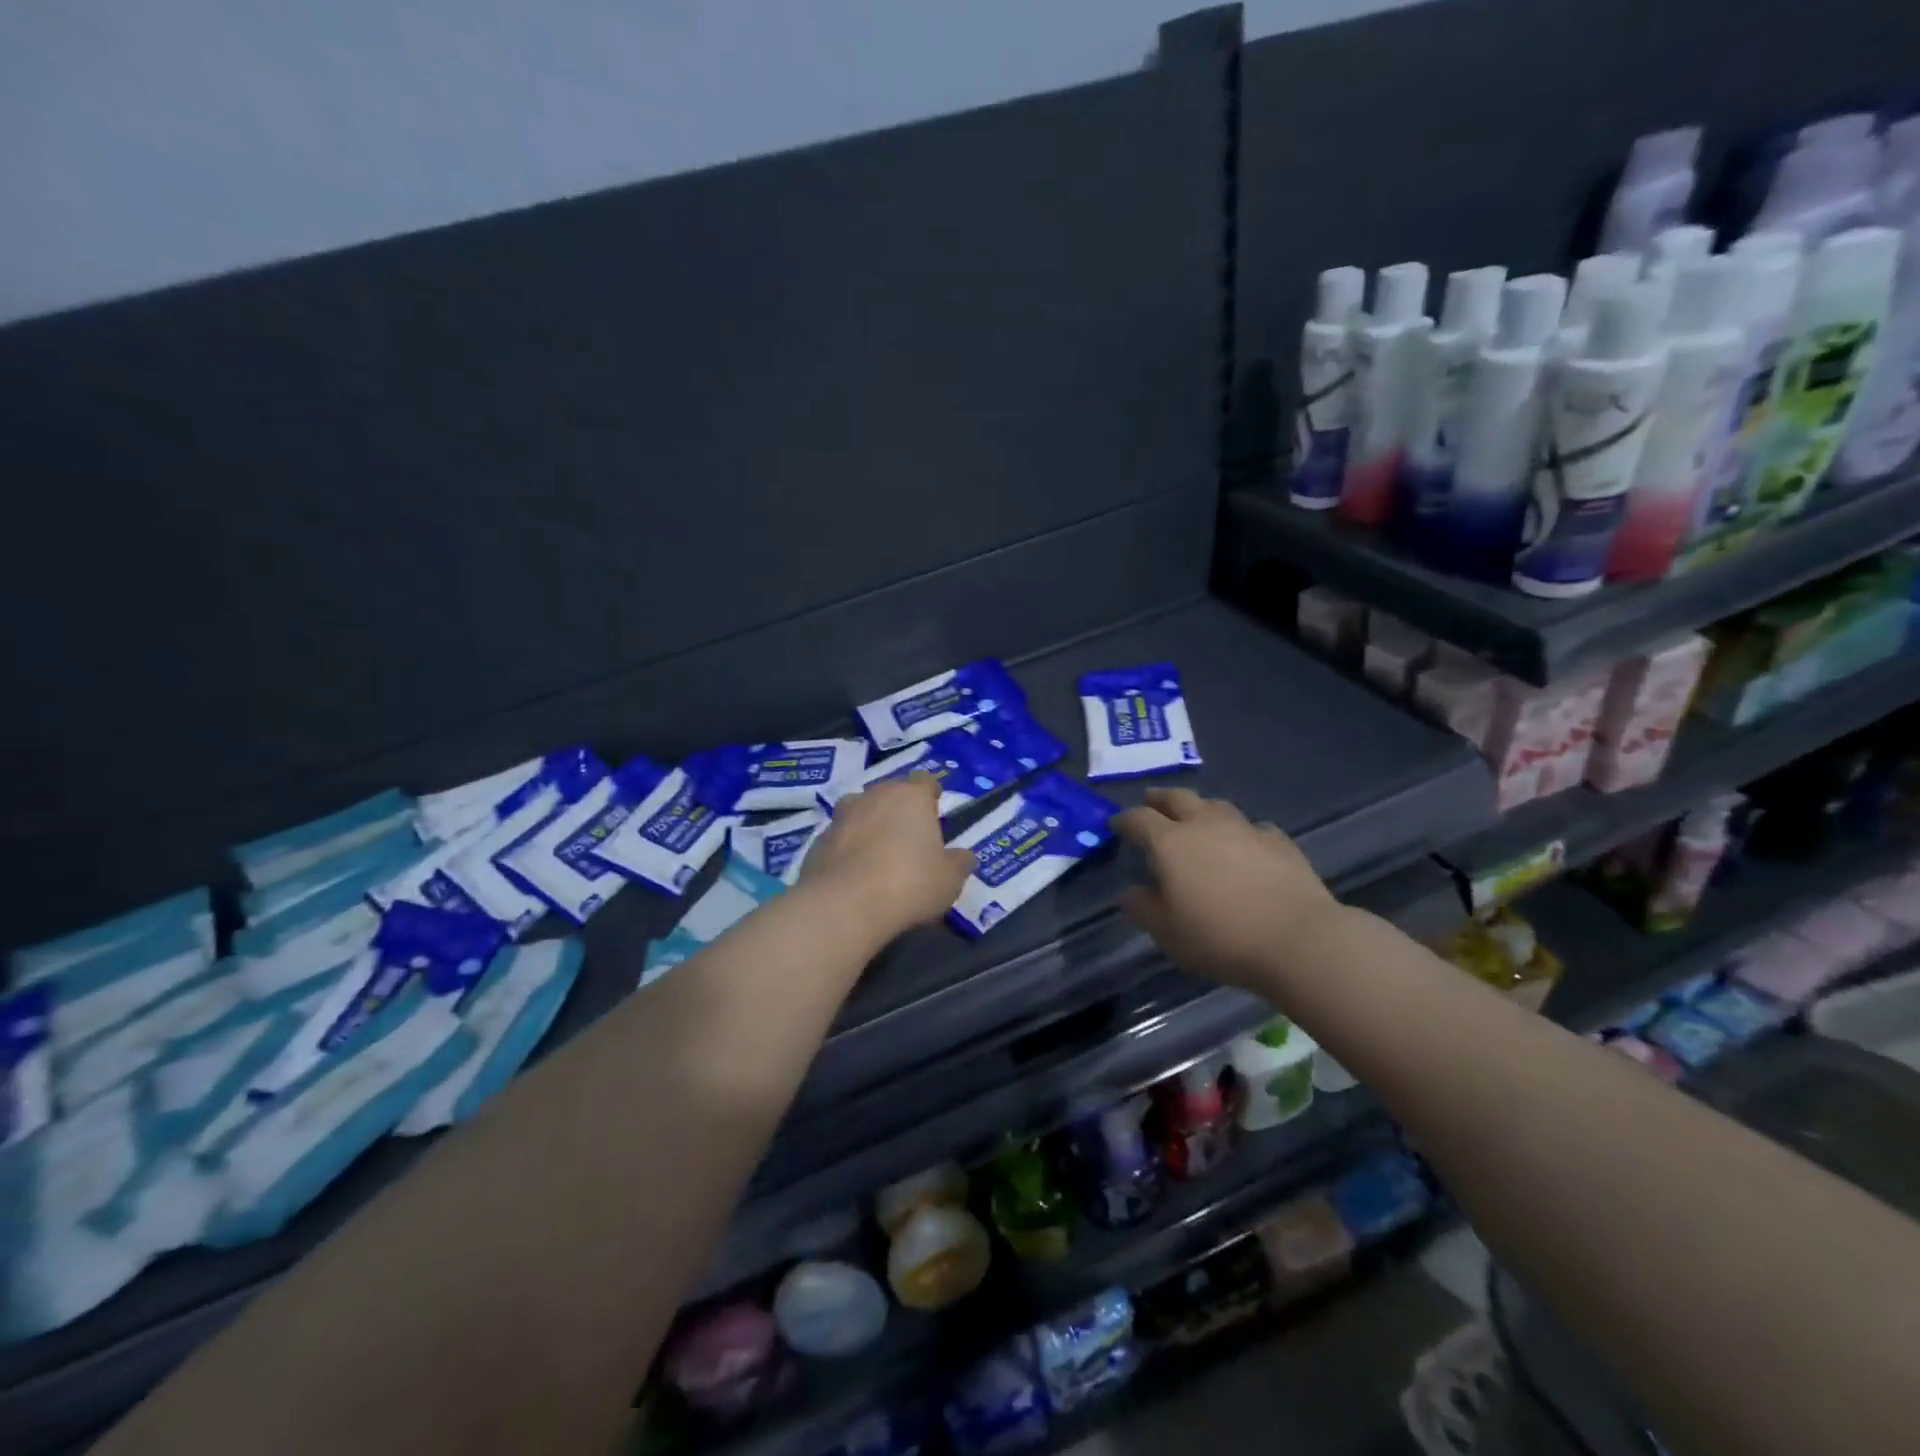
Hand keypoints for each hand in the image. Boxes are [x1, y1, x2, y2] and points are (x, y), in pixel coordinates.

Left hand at [799, 773, 975, 944]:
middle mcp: (874, 796)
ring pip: (861, 812)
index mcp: (911, 796)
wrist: (844, 905)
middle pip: (890, 794)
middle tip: (909, 839)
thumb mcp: (949, 880)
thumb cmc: (909, 884)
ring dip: (870, 826)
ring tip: (878, 857)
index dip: (931, 794)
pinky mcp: (818, 840)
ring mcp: (841, 816)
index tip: (935, 811)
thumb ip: (959, 863)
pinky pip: (840, 839)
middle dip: (899, 810)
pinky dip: (848, 850)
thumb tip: (964, 856)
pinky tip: (855, 876)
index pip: (925, 781)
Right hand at [1114, 788, 1342, 990]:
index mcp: (1170, 843)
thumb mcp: (1168, 933)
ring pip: (1216, 805)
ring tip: (1197, 818)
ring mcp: (1245, 828)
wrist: (1297, 939)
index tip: (1116, 825)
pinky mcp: (1279, 840)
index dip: (1124, 820)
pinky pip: (1252, 826)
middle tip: (1152, 802)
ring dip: (1200, 808)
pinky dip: (1241, 831)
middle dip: (1160, 798)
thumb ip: (1143, 909)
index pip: (1138, 819)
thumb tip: (1128, 893)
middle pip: (1177, 798)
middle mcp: (1205, 825)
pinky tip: (1246, 845)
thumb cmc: (1220, 937)